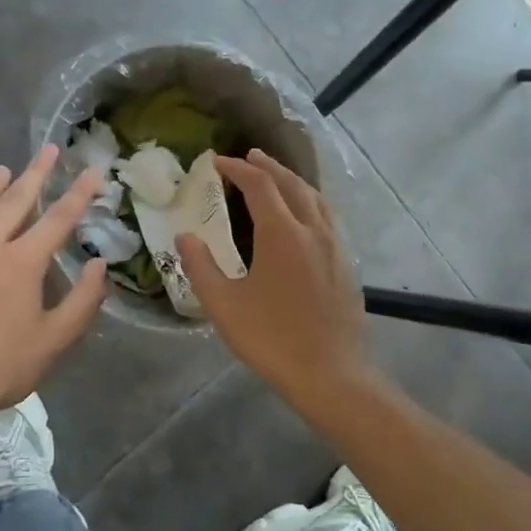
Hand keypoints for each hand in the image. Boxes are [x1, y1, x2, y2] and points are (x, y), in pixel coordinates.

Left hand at [0, 147, 107, 430]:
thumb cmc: (2, 366)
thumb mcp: (55, 339)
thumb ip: (83, 300)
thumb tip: (99, 266)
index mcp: (21, 262)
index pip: (58, 218)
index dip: (79, 193)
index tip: (93, 170)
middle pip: (15, 200)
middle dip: (36, 173)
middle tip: (48, 149)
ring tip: (5, 169)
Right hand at [176, 151, 375, 406]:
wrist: (330, 373)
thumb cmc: (271, 339)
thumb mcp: (224, 305)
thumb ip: (201, 267)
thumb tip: (184, 237)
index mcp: (282, 233)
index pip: (259, 185)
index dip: (238, 169)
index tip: (217, 162)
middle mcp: (313, 229)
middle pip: (291, 184)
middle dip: (268, 166)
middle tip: (249, 157)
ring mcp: (335, 245)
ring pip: (315, 198)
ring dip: (292, 181)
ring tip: (276, 176)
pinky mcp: (347, 263)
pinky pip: (328, 217)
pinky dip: (310, 202)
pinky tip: (304, 216)